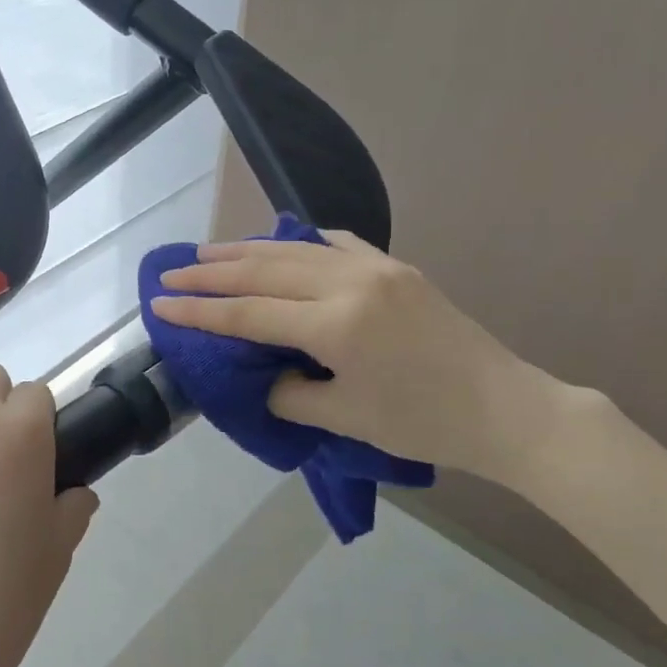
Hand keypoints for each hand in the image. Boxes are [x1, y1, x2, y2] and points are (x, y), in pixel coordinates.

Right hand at [150, 230, 580, 490]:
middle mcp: (350, 282)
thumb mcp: (344, 418)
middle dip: (212, 272)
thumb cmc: (423, 423)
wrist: (506, 409)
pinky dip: (302, 242)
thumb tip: (263, 372)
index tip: (160, 304)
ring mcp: (376, 267)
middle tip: (172, 273)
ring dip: (247, 250)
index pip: (248, 313)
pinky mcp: (396, 267)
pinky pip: (337, 243)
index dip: (200, 310)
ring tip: (208, 252)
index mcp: (335, 324)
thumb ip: (290, 392)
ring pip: (295, 249)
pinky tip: (284, 242)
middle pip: (263, 270)